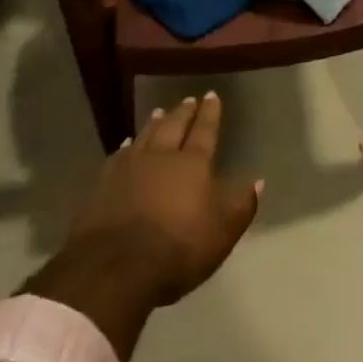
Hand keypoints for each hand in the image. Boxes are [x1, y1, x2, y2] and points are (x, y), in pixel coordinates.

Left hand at [63, 92, 261, 306]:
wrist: (116, 265)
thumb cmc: (179, 248)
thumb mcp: (223, 231)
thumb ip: (241, 204)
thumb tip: (257, 180)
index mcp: (193, 164)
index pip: (205, 132)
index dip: (210, 114)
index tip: (212, 96)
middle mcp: (162, 156)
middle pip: (174, 127)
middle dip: (183, 113)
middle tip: (188, 99)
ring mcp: (130, 167)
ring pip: (146, 135)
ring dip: (155, 122)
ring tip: (160, 111)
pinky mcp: (104, 183)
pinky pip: (119, 154)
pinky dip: (126, 145)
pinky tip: (127, 143)